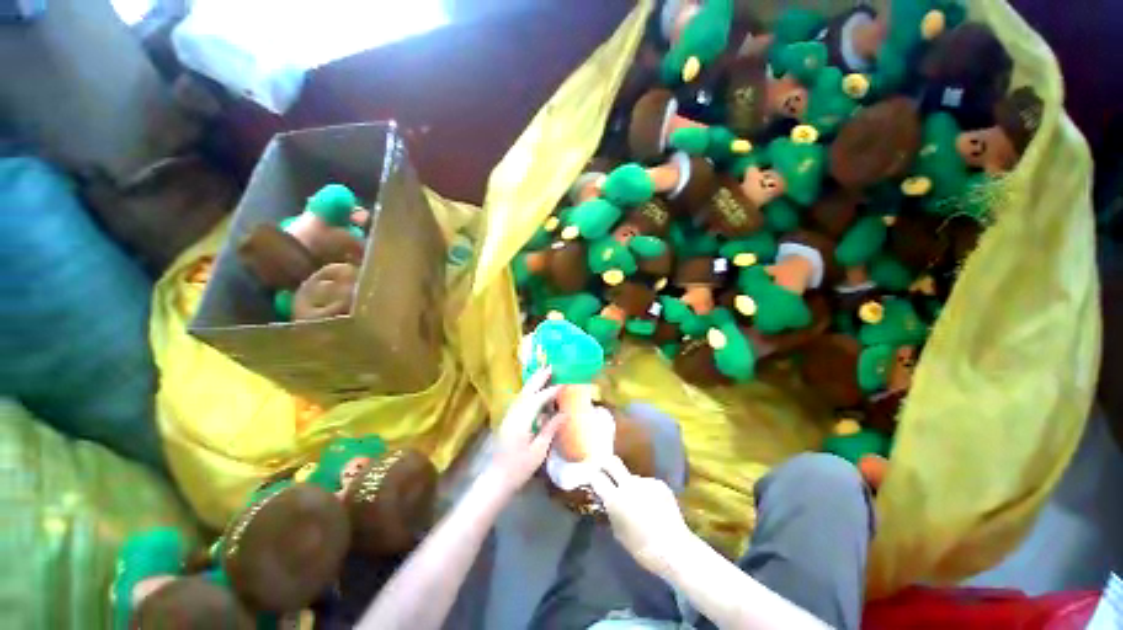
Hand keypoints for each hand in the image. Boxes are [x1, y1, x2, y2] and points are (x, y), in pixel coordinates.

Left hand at [484, 368, 564, 496]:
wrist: (496, 479)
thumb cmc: (519, 468)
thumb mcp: (538, 450)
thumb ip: (550, 429)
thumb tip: (564, 413)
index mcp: (521, 421)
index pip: (538, 400)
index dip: (551, 391)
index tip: (563, 383)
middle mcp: (513, 414)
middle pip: (527, 392)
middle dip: (539, 378)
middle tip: (551, 367)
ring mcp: (509, 416)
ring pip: (522, 394)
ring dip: (533, 383)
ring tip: (544, 374)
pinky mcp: (508, 420)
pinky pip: (520, 401)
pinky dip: (529, 392)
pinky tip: (535, 392)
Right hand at [590, 457, 693, 576]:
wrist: (675, 549)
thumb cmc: (642, 548)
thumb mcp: (619, 533)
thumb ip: (611, 513)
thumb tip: (607, 502)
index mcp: (615, 498)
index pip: (597, 478)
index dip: (593, 477)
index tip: (592, 480)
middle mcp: (628, 484)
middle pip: (612, 462)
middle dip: (605, 464)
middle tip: (604, 471)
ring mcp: (645, 482)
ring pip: (632, 477)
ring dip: (630, 485)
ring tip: (639, 503)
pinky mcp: (660, 484)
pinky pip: (647, 484)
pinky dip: (646, 492)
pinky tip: (654, 507)